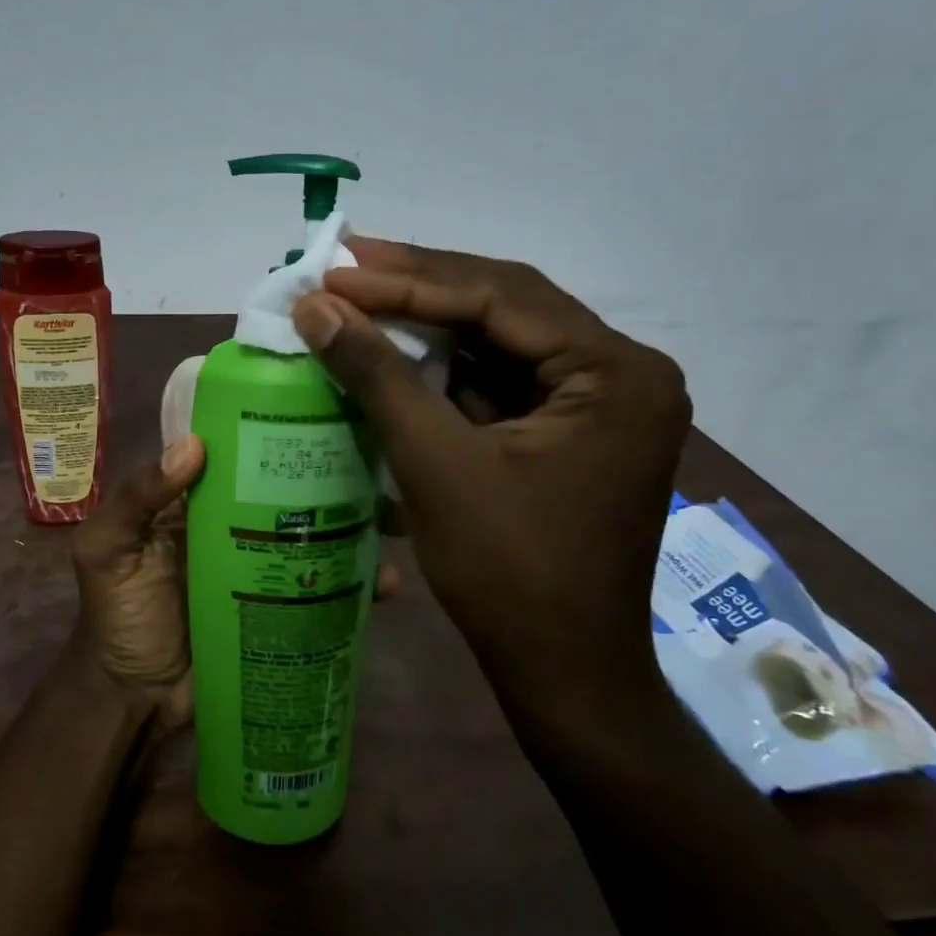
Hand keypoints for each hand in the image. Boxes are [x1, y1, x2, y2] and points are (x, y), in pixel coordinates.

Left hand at [70, 434, 404, 728]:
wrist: (133, 698)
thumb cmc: (116, 615)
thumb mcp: (106, 550)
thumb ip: (136, 498)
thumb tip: (194, 445)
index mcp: (195, 503)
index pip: (237, 458)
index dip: (271, 437)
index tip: (321, 414)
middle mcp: (233, 527)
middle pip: (285, 495)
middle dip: (329, 481)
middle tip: (376, 470)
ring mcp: (260, 569)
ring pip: (311, 539)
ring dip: (352, 531)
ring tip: (392, 524)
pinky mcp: (279, 610)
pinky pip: (319, 589)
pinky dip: (353, 586)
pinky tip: (386, 582)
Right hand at [291, 239, 690, 714]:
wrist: (562, 671)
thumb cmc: (508, 571)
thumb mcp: (435, 463)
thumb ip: (377, 376)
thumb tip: (316, 306)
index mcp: (614, 373)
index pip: (501, 298)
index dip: (409, 280)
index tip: (337, 269)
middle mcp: (620, 373)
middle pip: (506, 307)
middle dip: (420, 286)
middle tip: (346, 263)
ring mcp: (596, 403)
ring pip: (500, 341)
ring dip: (429, 322)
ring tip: (360, 294)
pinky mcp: (568, 432)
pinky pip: (500, 381)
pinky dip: (445, 368)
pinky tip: (395, 350)